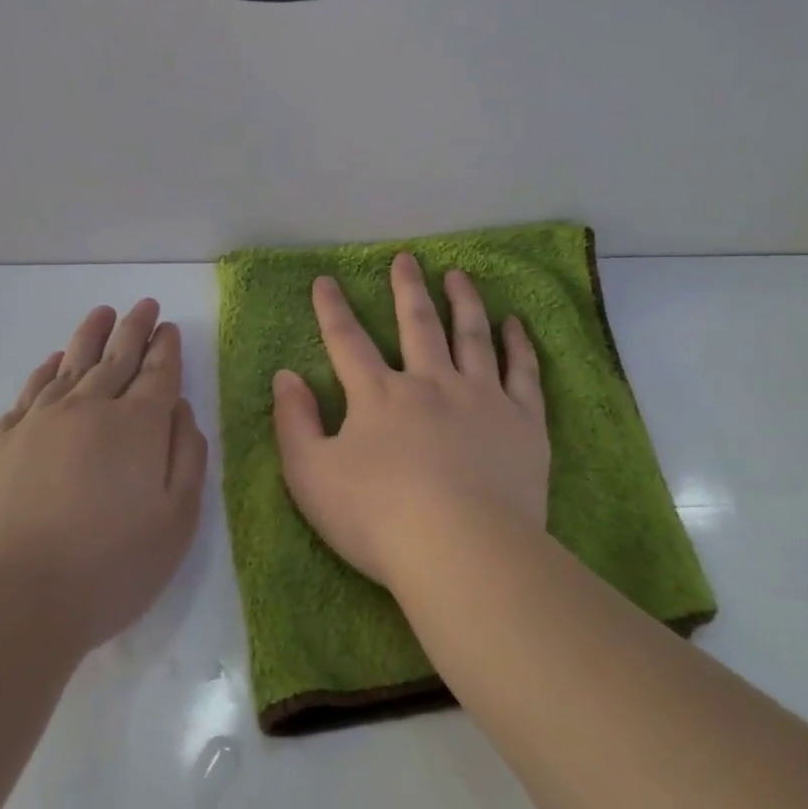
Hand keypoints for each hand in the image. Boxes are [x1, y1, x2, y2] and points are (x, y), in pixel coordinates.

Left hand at [0, 300, 207, 650]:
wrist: (6, 603)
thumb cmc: (109, 567)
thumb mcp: (176, 520)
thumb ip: (186, 456)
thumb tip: (179, 410)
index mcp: (136, 425)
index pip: (157, 372)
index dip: (165, 348)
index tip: (168, 326)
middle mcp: (87, 410)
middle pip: (114, 358)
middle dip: (132, 329)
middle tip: (144, 305)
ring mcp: (36, 424)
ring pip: (69, 366)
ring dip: (89, 338)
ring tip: (101, 314)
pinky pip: (29, 393)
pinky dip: (46, 371)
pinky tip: (53, 363)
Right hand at [272, 253, 549, 589]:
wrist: (461, 549)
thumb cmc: (377, 519)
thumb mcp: (311, 476)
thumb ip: (294, 423)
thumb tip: (286, 376)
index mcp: (378, 396)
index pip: (348, 341)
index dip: (332, 309)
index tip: (326, 280)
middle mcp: (430, 382)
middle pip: (417, 323)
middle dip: (407, 288)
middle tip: (406, 259)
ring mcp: (480, 397)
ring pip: (471, 335)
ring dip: (464, 301)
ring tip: (459, 275)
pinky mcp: (522, 420)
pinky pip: (521, 371)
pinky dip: (517, 343)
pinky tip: (515, 323)